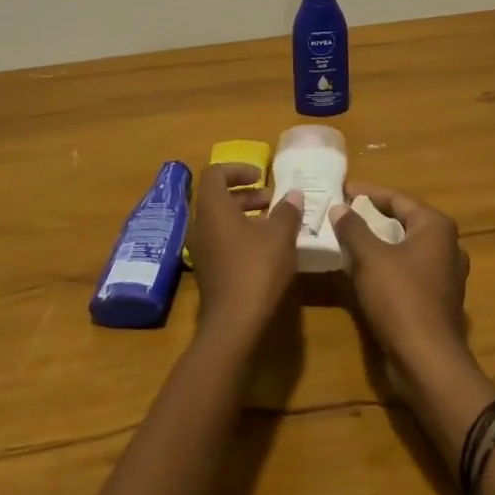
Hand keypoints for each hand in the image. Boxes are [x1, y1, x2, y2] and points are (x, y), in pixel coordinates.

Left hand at [184, 164, 301, 342]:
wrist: (233, 325)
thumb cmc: (256, 269)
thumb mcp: (280, 236)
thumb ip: (287, 211)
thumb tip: (294, 194)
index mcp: (213, 208)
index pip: (215, 173)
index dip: (238, 168)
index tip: (261, 176)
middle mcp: (200, 225)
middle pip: (218, 197)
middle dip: (246, 194)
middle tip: (272, 200)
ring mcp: (201, 250)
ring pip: (221, 221)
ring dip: (246, 216)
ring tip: (274, 224)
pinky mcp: (208, 272)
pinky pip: (222, 241)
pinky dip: (241, 236)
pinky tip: (266, 250)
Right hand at [328, 183, 471, 385]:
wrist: (428, 363)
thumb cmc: (401, 298)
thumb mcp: (370, 257)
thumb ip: (353, 228)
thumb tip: (340, 207)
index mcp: (436, 227)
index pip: (397, 198)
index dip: (367, 192)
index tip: (342, 188)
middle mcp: (446, 246)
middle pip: (402, 222)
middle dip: (372, 217)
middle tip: (342, 212)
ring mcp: (444, 275)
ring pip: (404, 248)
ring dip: (377, 243)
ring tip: (347, 238)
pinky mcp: (437, 300)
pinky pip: (407, 271)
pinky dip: (385, 265)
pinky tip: (362, 270)